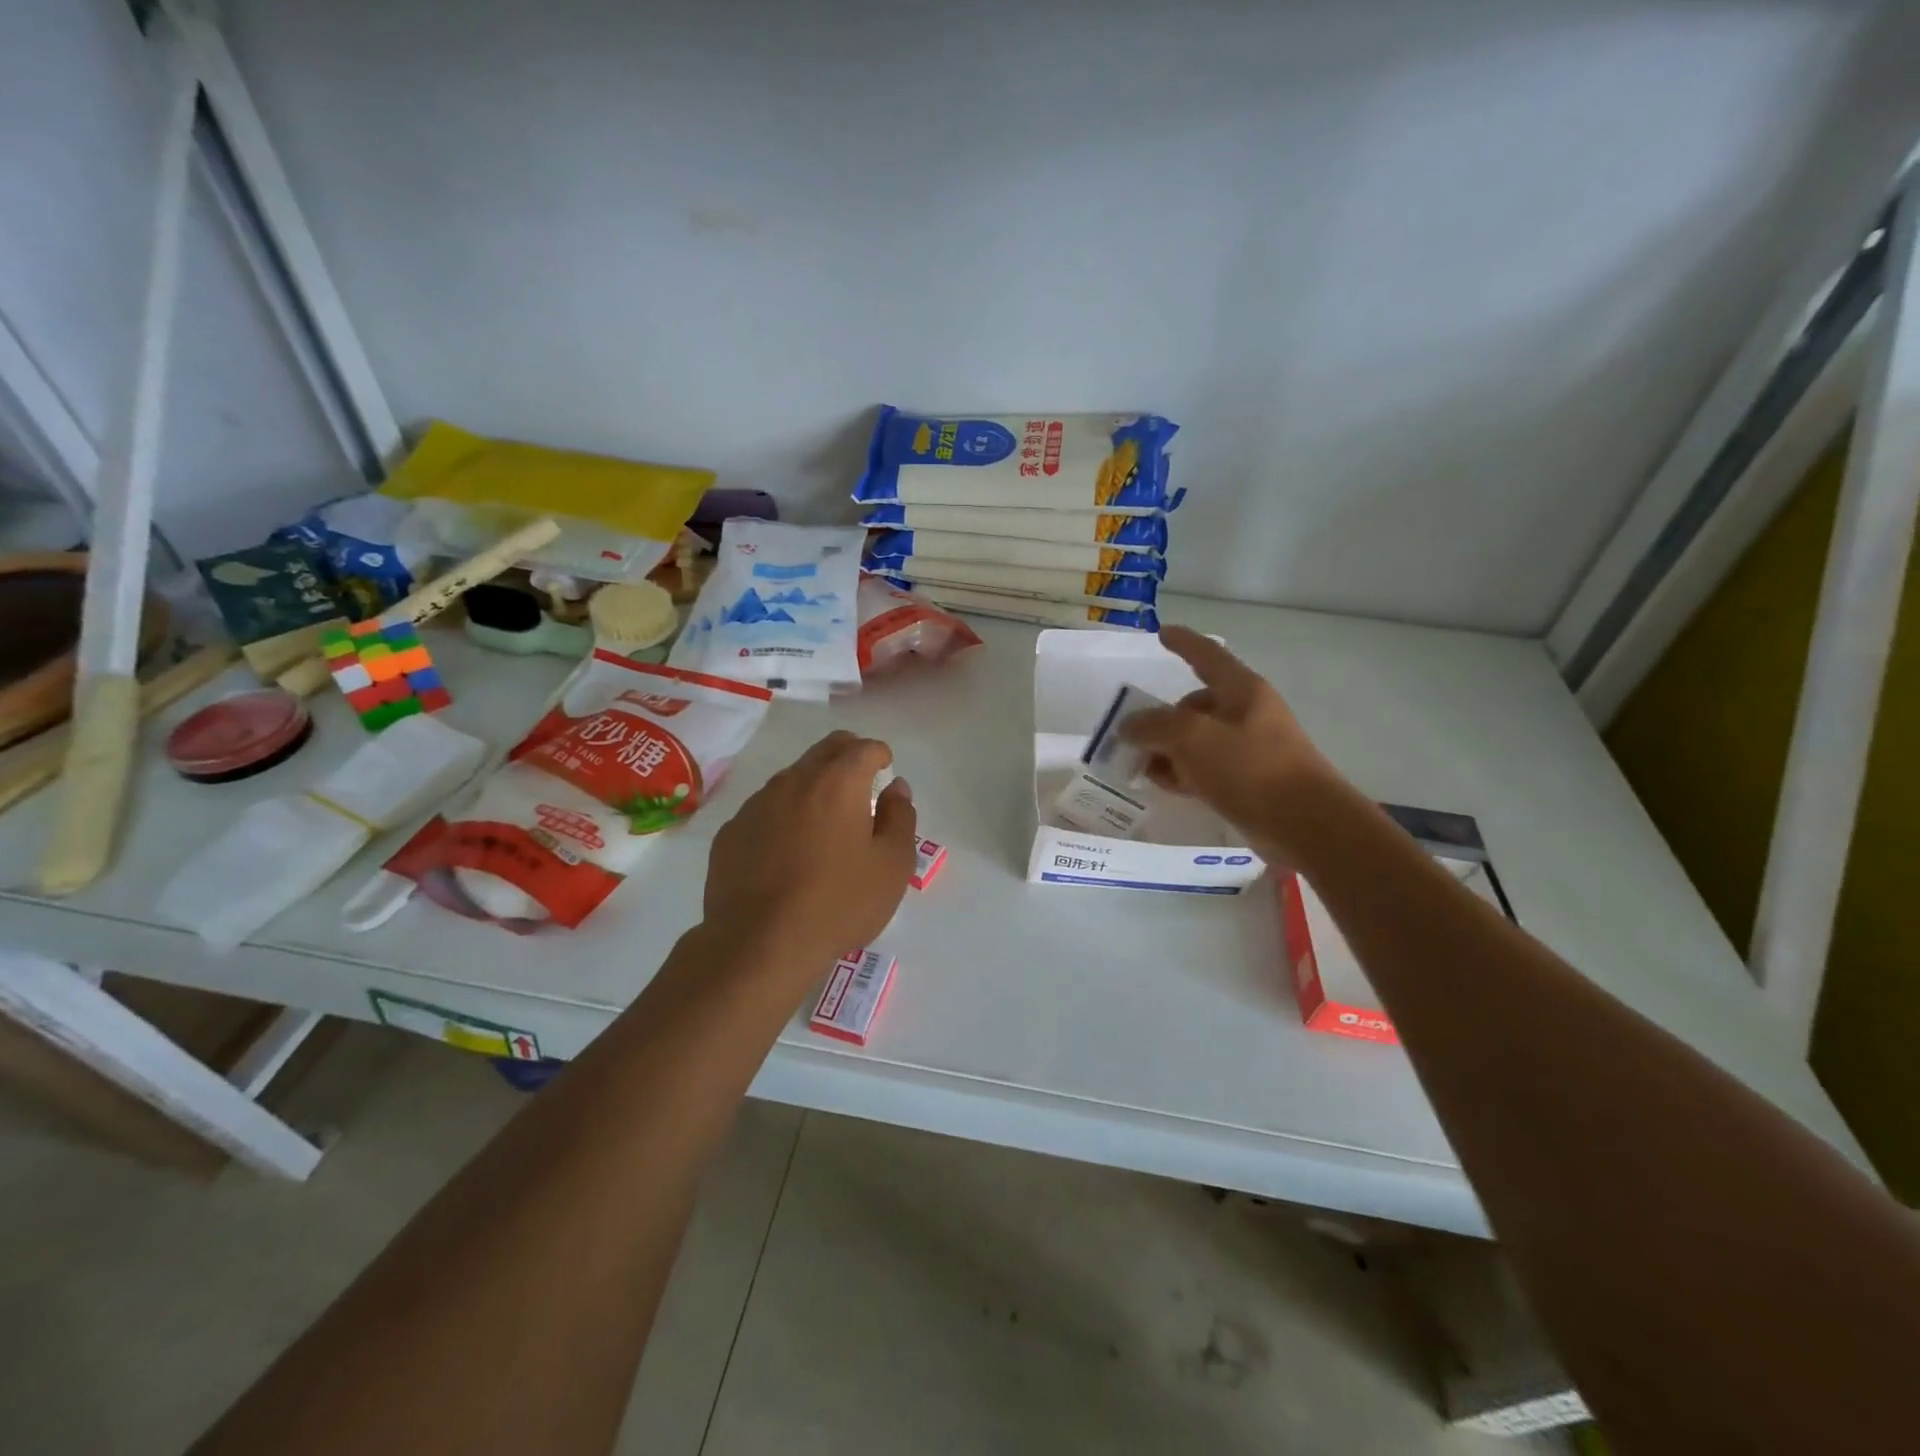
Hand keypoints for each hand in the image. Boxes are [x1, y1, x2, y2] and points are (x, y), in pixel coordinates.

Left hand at [703, 731, 917, 970]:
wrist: (759, 944)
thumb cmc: (839, 903)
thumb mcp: (892, 865)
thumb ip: (900, 818)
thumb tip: (896, 788)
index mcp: (838, 782)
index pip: (864, 748)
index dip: (880, 755)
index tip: (885, 770)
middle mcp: (794, 781)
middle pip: (825, 751)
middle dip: (847, 756)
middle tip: (860, 782)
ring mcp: (756, 805)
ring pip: (791, 779)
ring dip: (812, 788)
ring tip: (823, 823)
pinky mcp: (731, 833)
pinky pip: (764, 811)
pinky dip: (782, 817)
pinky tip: (786, 852)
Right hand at [1119, 625, 1337, 860]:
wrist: (1305, 824)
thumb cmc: (1250, 768)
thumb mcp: (1192, 738)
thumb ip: (1154, 725)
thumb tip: (1128, 725)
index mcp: (1241, 690)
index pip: (1207, 655)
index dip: (1183, 642)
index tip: (1161, 632)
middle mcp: (1246, 713)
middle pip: (1194, 705)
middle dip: (1160, 718)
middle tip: (1130, 736)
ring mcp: (1248, 748)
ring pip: (1196, 741)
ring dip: (1166, 750)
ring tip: (1140, 767)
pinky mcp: (1247, 781)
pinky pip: (1205, 768)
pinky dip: (1182, 773)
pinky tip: (1164, 786)